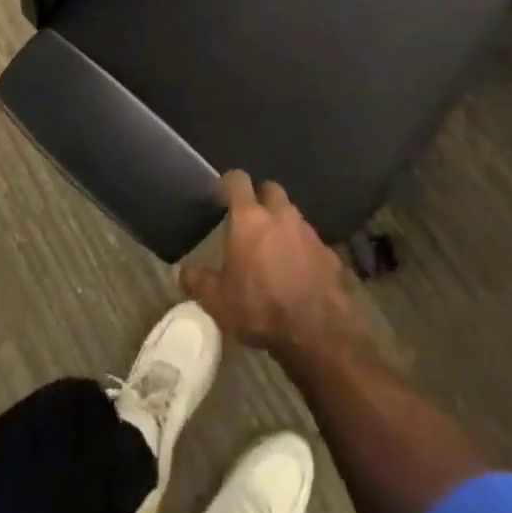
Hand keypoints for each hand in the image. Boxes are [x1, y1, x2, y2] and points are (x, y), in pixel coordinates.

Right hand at [179, 171, 367, 358]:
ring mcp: (308, 232)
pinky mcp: (329, 252)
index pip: (238, 180)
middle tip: (249, 220)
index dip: (228, 183)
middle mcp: (280, 215)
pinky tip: (297, 271)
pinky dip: (301, 248)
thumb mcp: (217, 301)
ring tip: (272, 249)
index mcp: (249, 218)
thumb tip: (182, 271)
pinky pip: (310, 241)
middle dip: (260, 198)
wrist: (317, 332)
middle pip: (270, 189)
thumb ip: (198, 281)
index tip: (221, 196)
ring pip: (292, 214)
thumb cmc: (259, 308)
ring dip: (281, 224)